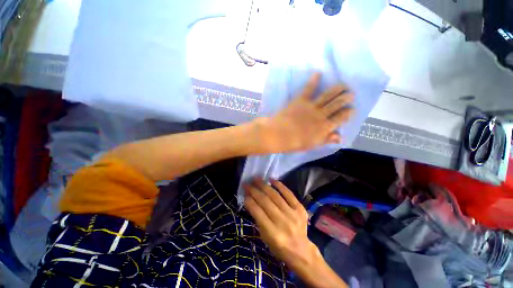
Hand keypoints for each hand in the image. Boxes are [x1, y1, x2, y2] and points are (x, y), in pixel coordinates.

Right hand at [243, 179, 320, 270]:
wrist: (301, 250)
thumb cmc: (279, 246)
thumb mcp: (265, 238)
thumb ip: (258, 219)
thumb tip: (250, 200)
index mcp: (273, 234)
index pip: (258, 213)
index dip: (250, 201)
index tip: (244, 193)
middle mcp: (283, 222)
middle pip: (266, 202)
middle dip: (254, 191)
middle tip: (247, 183)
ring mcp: (293, 214)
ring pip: (275, 196)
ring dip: (264, 186)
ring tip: (257, 179)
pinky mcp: (300, 209)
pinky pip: (289, 194)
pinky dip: (280, 185)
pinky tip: (272, 180)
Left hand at [257, 73, 354, 152]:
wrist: (280, 134)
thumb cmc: (295, 143)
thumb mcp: (313, 144)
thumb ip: (326, 139)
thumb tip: (340, 137)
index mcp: (325, 127)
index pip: (340, 119)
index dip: (347, 114)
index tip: (352, 109)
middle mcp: (321, 115)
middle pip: (336, 105)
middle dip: (345, 99)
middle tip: (351, 94)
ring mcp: (311, 106)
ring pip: (328, 96)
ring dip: (337, 89)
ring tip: (344, 84)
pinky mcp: (301, 100)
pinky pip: (309, 89)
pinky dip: (313, 81)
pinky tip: (318, 73)